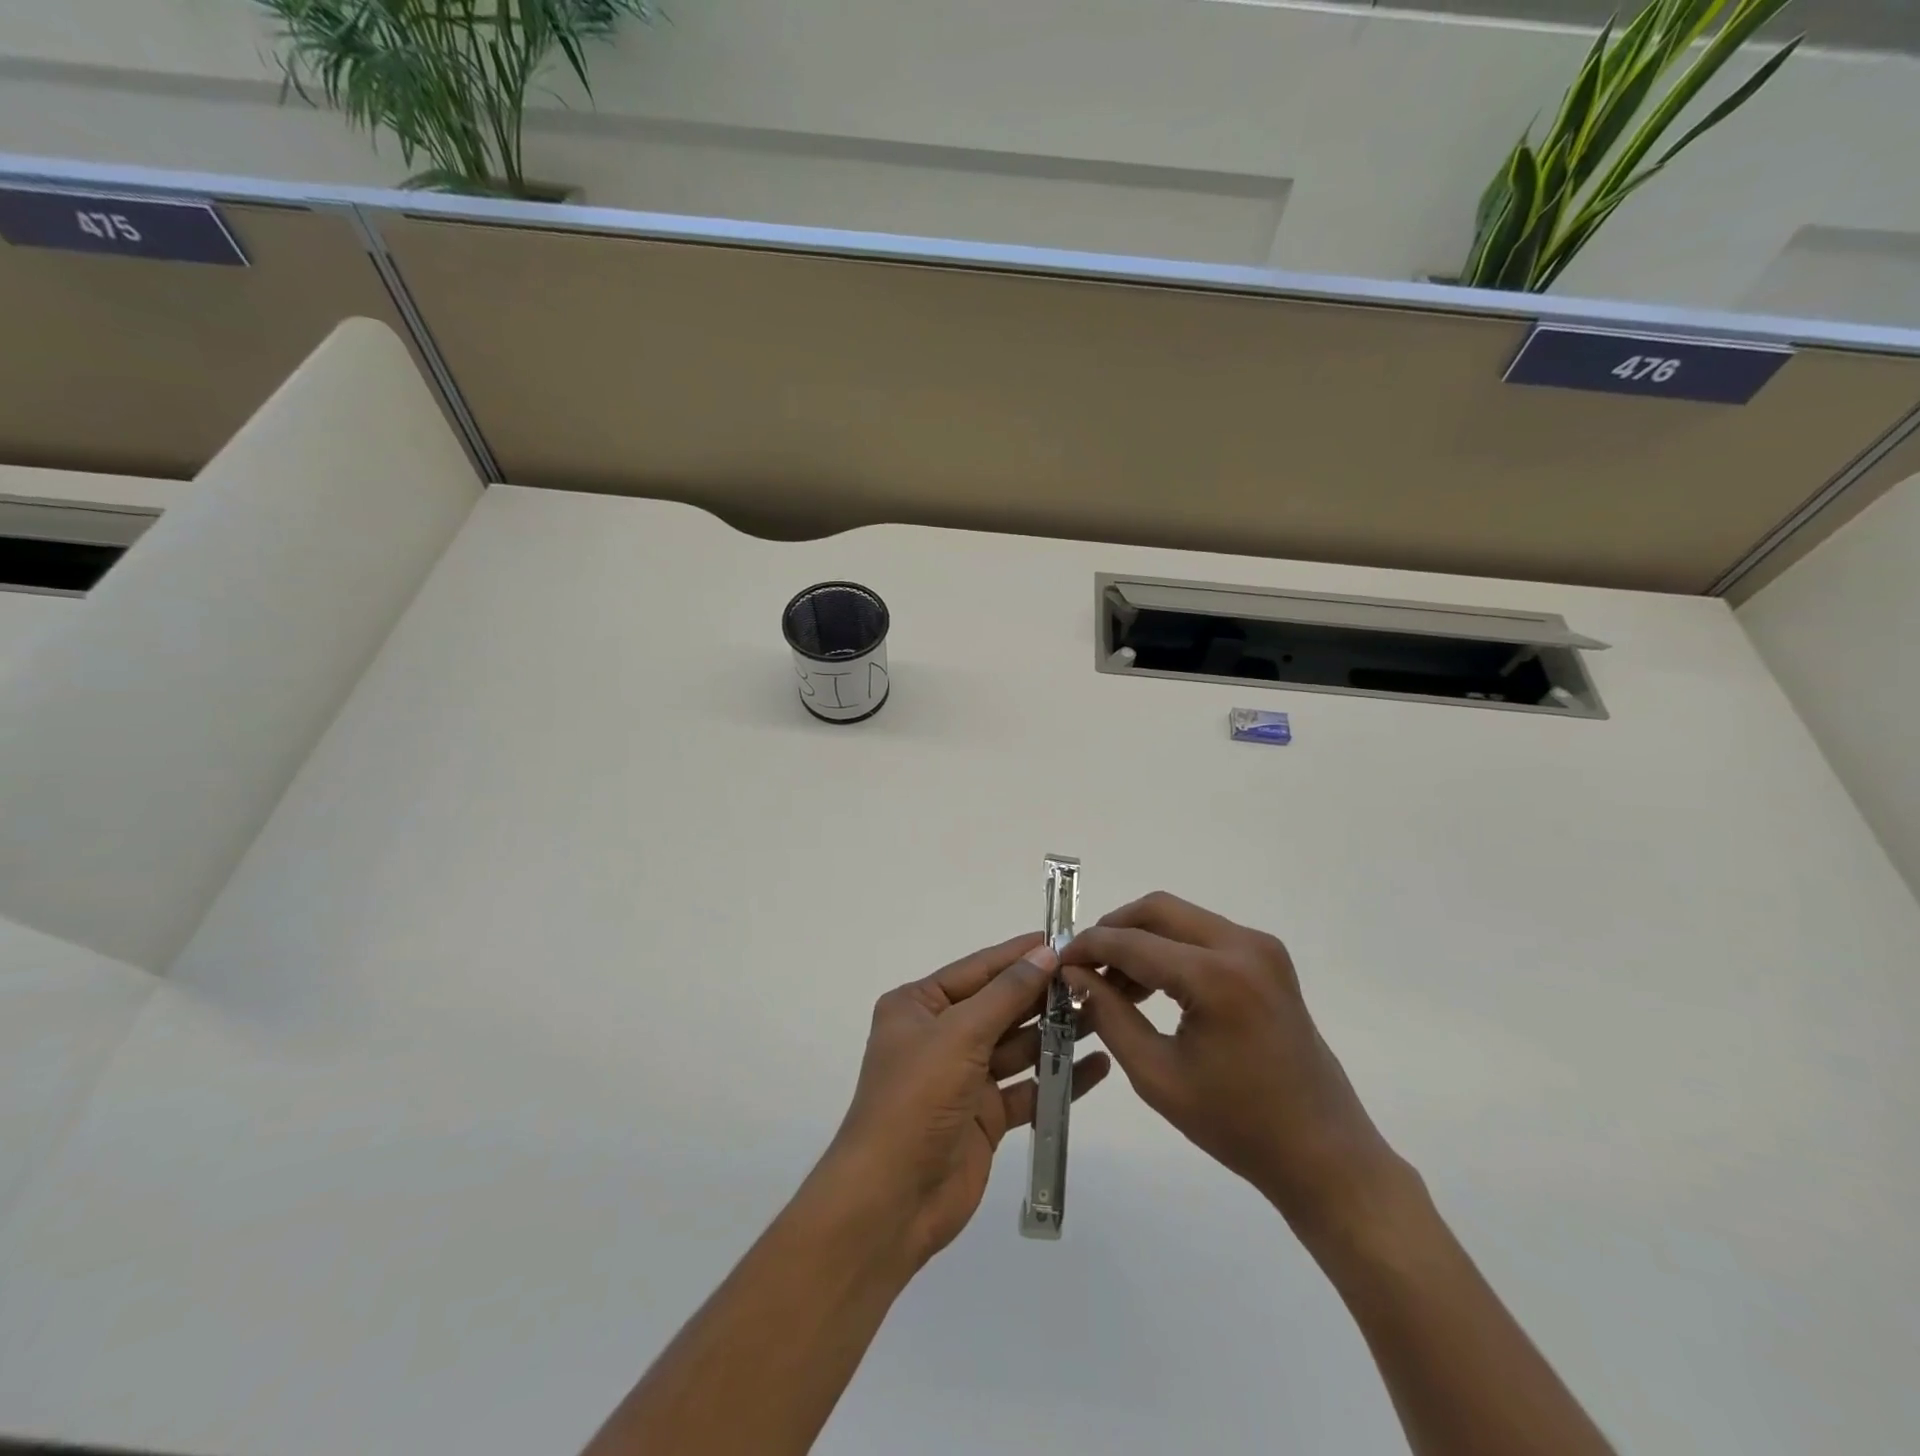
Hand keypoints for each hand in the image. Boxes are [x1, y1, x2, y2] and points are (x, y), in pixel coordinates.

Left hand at [821, 933, 1110, 1268]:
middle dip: (1044, 994)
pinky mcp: (985, 1116)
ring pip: (1018, 1046)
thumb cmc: (917, 1099)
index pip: (978, 970)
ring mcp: (963, 1077)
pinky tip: (1096, 1066)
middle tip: (1095, 978)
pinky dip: (1058, 1078)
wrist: (892, 1200)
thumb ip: (1006, 994)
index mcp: (919, 1006)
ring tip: (1104, 1014)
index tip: (1063, 939)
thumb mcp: (959, 1034)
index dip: (1019, 954)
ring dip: (1056, 1033)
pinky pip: (1028, 1088)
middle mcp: (940, 1035)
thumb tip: (1044, 953)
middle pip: (1000, 1006)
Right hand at [1061, 893, 1399, 1233]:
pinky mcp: (1268, 958)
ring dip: (1141, 939)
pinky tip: (1151, 985)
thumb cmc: (1236, 1125)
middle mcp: (1243, 946)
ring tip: (1113, 982)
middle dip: (1114, 930)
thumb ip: (1109, 1015)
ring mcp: (1261, 948)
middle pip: (1158, 910)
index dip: (1088, 947)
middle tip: (1084, 964)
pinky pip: (1204, 934)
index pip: (1133, 942)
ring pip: (1180, 918)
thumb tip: (1075, 974)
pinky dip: (1170, 948)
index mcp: (1217, 977)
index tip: (1057, 961)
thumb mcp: (1157, 1075)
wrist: (1323, 1153)